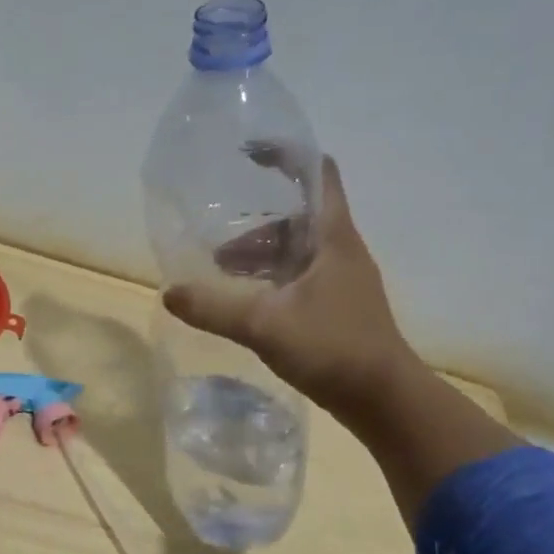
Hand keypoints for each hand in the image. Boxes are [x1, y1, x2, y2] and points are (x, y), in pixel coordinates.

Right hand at [162, 155, 419, 418]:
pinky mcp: (336, 306)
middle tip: (216, 237)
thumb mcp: (265, 325)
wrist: (384, 399)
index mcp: (332, 237)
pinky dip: (269, 279)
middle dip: (255, 222)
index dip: (284, 155)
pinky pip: (297, 277)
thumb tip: (168, 292)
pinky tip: (245, 302)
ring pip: (295, 250)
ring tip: (221, 273)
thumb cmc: (333, 348)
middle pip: (296, 216)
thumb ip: (214, 308)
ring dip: (259, 255)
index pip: (315, 174)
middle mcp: (340, 250)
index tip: (246, 154)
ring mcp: (340, 280)